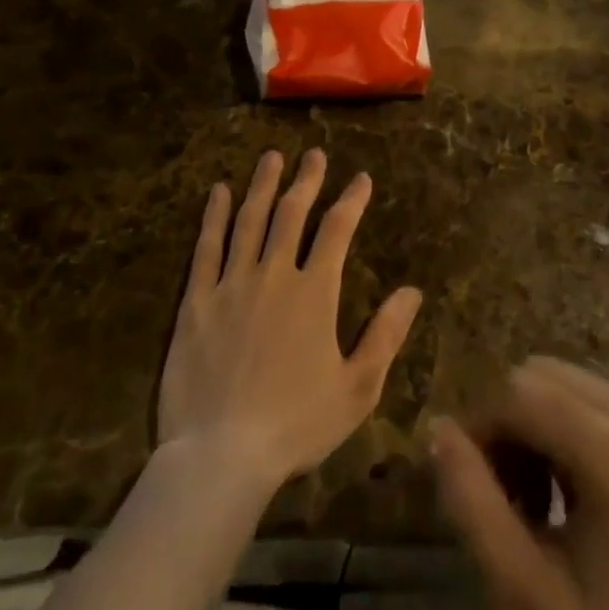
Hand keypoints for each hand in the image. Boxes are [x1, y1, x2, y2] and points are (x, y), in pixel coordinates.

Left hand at [158, 149, 423, 491]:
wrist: (222, 455)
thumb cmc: (296, 424)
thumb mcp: (357, 388)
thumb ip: (386, 335)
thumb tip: (412, 291)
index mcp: (315, 292)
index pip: (337, 231)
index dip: (351, 200)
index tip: (361, 178)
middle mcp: (274, 274)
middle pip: (292, 213)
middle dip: (307, 179)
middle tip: (314, 154)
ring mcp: (232, 284)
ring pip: (249, 220)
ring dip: (263, 185)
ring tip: (271, 158)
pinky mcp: (196, 301)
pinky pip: (206, 248)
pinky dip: (213, 216)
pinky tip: (218, 192)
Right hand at [431, 359, 608, 609]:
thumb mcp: (528, 599)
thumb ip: (473, 506)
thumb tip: (437, 428)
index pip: (517, 393)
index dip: (481, 429)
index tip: (474, 487)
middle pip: (539, 376)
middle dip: (508, 427)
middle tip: (510, 501)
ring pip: (562, 380)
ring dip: (535, 426)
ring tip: (541, 501)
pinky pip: (592, 393)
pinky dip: (566, 426)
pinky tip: (575, 486)